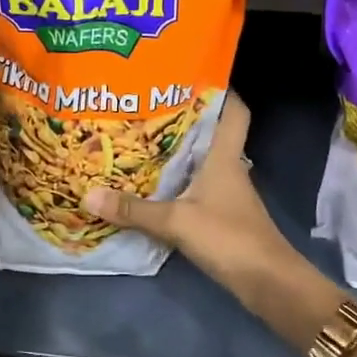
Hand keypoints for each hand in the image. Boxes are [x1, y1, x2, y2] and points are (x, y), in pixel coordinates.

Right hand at [81, 92, 298, 293]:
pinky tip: (153, 183)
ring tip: (141, 137)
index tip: (192, 73)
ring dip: (179, 150)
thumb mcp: (177, 221)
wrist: (268, 283)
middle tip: (147, 104)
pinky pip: (197, 185)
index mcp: (225, 156)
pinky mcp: (222, 214)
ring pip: (203, 159)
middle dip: (185, 117)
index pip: (234, 111)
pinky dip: (178, 180)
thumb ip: (134, 210)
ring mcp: (227, 192)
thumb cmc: (229, 237)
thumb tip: (88, 195)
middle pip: (212, 132)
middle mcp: (229, 167)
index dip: (221, 90)